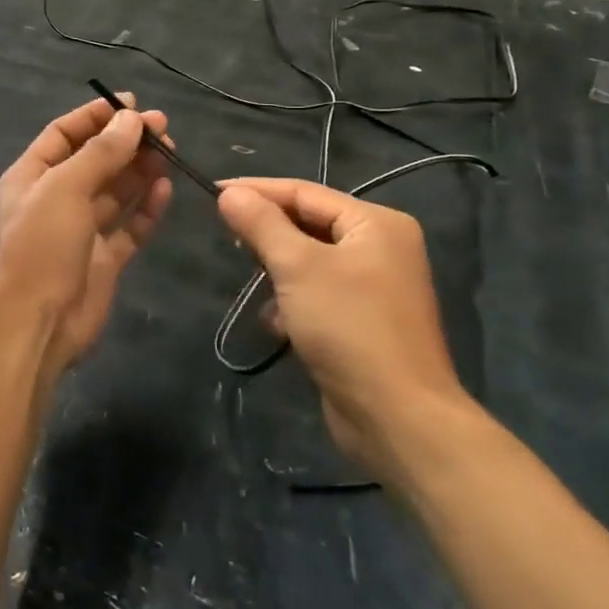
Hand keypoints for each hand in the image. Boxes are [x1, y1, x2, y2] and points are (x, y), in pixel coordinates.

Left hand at [0, 96, 173, 377]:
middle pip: (93, 160)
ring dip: (139, 170)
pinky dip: (146, 208)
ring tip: (169, 152)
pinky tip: (165, 189)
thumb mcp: (65, 188)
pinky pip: (128, 226)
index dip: (95, 116)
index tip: (132, 103)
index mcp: (31, 177)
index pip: (64, 134)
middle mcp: (54, 199)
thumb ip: (100, 152)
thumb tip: (131, 118)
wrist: (37, 323)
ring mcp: (80, 230)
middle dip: (125, 142)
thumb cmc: (41, 245)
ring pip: (114, 191)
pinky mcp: (103, 258)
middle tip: (163, 128)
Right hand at [217, 179, 470, 477]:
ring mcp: (375, 286)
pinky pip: (317, 293)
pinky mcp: (363, 321)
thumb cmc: (349, 327)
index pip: (304, 192)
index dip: (256, 191)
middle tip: (230, 240)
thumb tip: (229, 194)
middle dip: (268, 235)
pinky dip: (293, 302)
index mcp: (376, 223)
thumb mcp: (297, 266)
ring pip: (308, 261)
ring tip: (257, 286)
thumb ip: (261, 224)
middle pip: (308, 224)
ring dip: (278, 273)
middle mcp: (381, 247)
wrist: (397, 417)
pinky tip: (278, 324)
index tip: (211, 193)